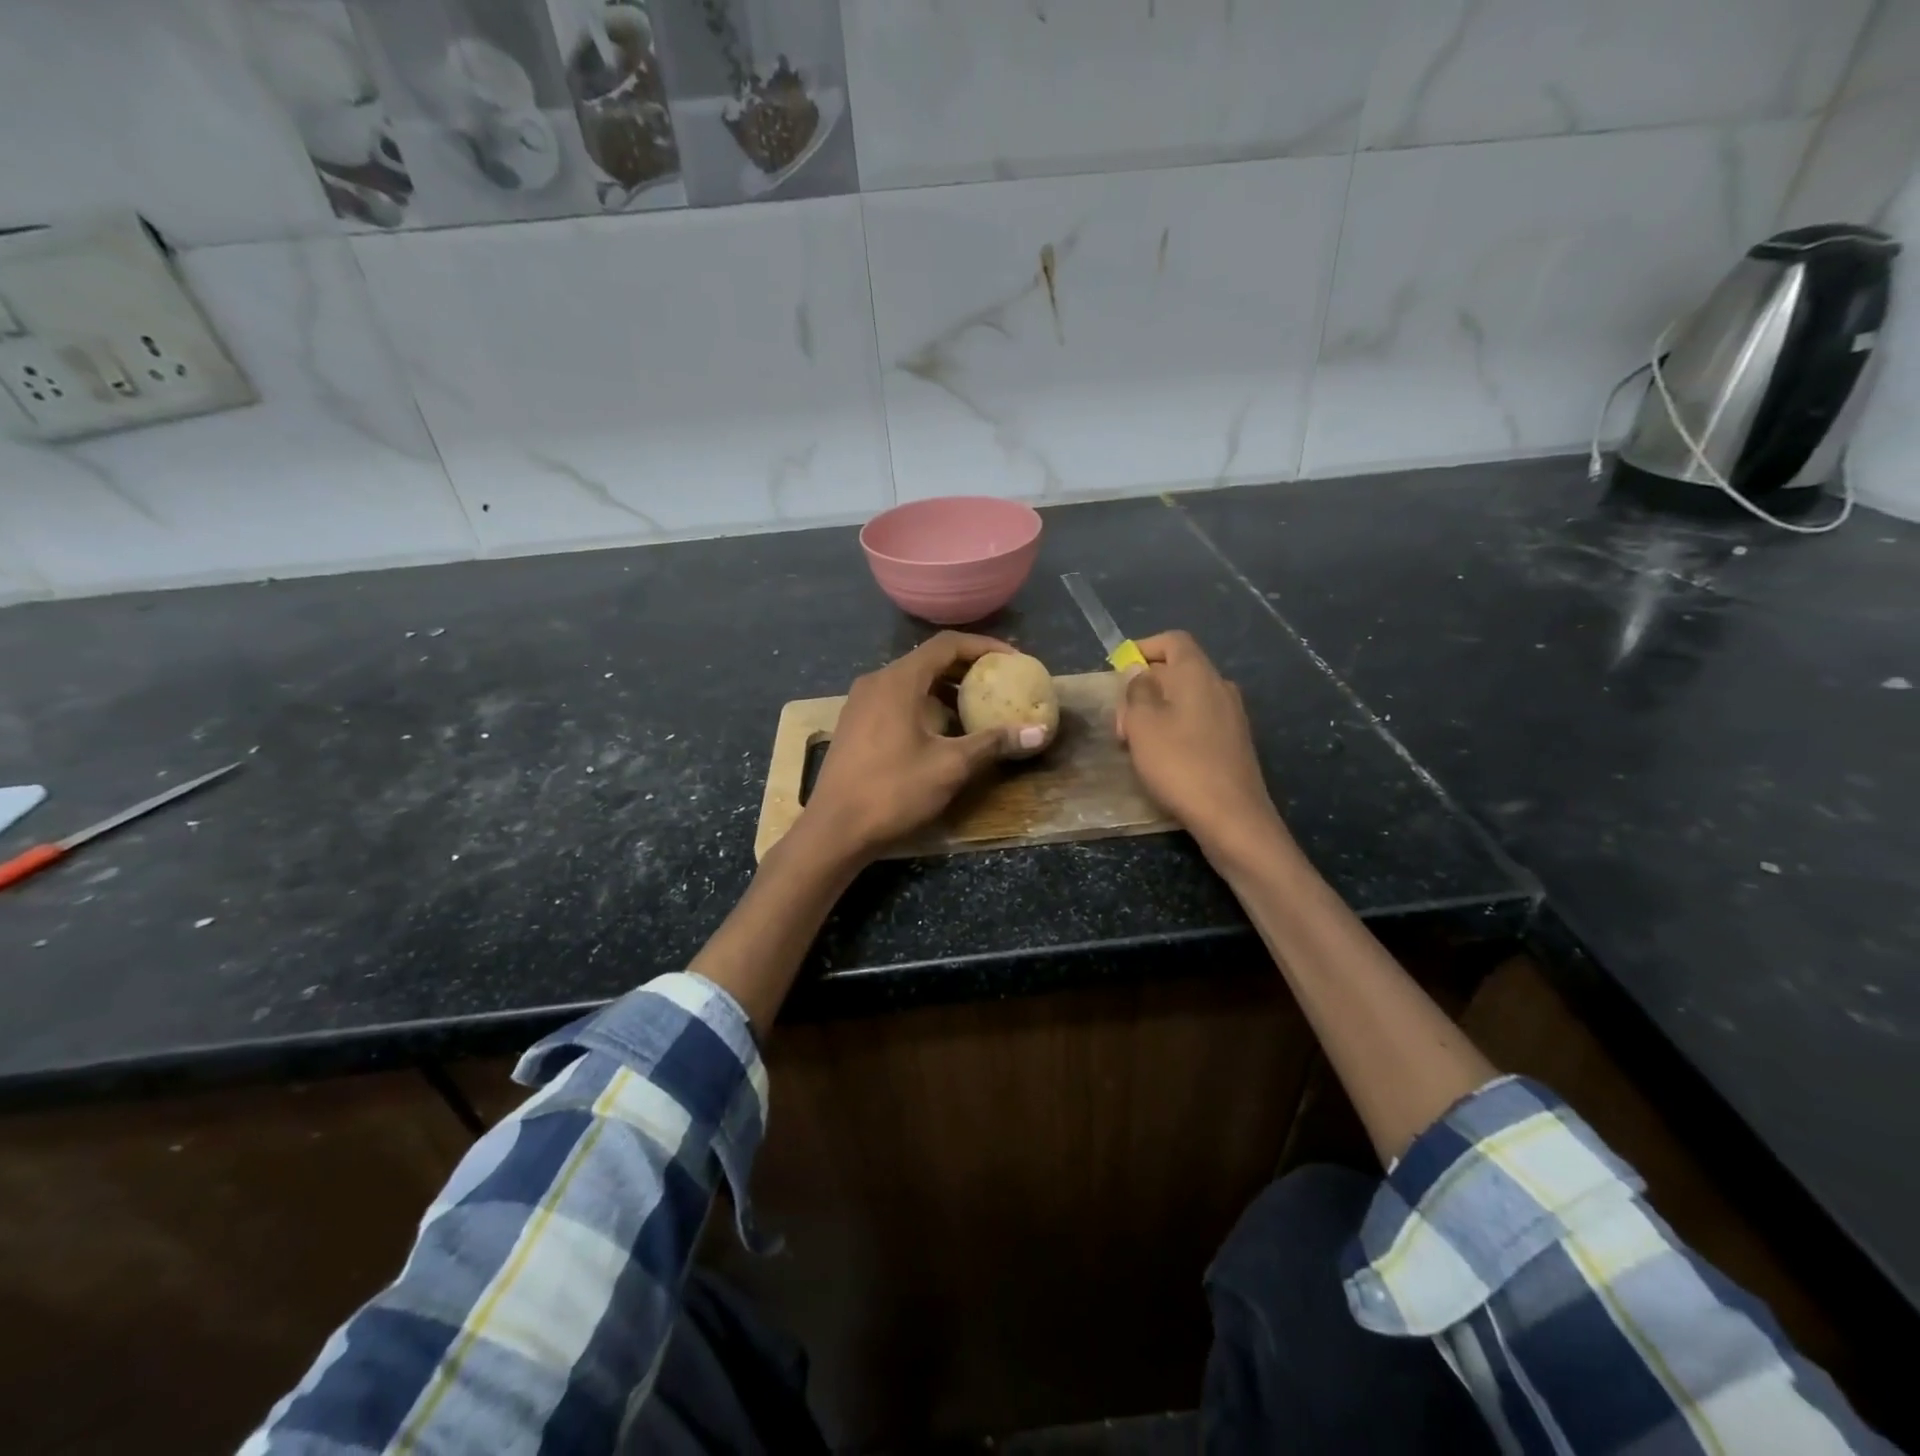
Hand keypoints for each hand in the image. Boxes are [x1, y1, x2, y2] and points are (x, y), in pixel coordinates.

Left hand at [804, 632, 1020, 857]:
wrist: (834, 830)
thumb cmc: (893, 791)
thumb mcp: (950, 766)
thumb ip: (993, 743)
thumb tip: (1040, 732)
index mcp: (898, 681)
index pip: (947, 645)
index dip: (984, 647)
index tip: (1013, 660)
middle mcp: (876, 682)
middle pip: (929, 660)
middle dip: (967, 668)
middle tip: (1000, 682)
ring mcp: (861, 703)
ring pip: (912, 682)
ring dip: (947, 689)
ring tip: (978, 707)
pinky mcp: (855, 724)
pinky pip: (897, 700)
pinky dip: (926, 704)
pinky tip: (943, 731)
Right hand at [1116, 631, 1285, 859]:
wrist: (1232, 817)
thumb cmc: (1179, 763)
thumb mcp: (1142, 723)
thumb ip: (1137, 690)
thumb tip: (1141, 672)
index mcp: (1198, 674)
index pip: (1173, 641)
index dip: (1144, 647)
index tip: (1120, 668)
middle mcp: (1220, 687)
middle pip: (1178, 671)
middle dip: (1145, 687)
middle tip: (1121, 722)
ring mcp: (1232, 716)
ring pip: (1187, 699)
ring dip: (1158, 712)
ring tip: (1136, 743)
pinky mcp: (1235, 743)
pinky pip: (1199, 721)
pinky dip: (1176, 728)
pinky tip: (1163, 758)